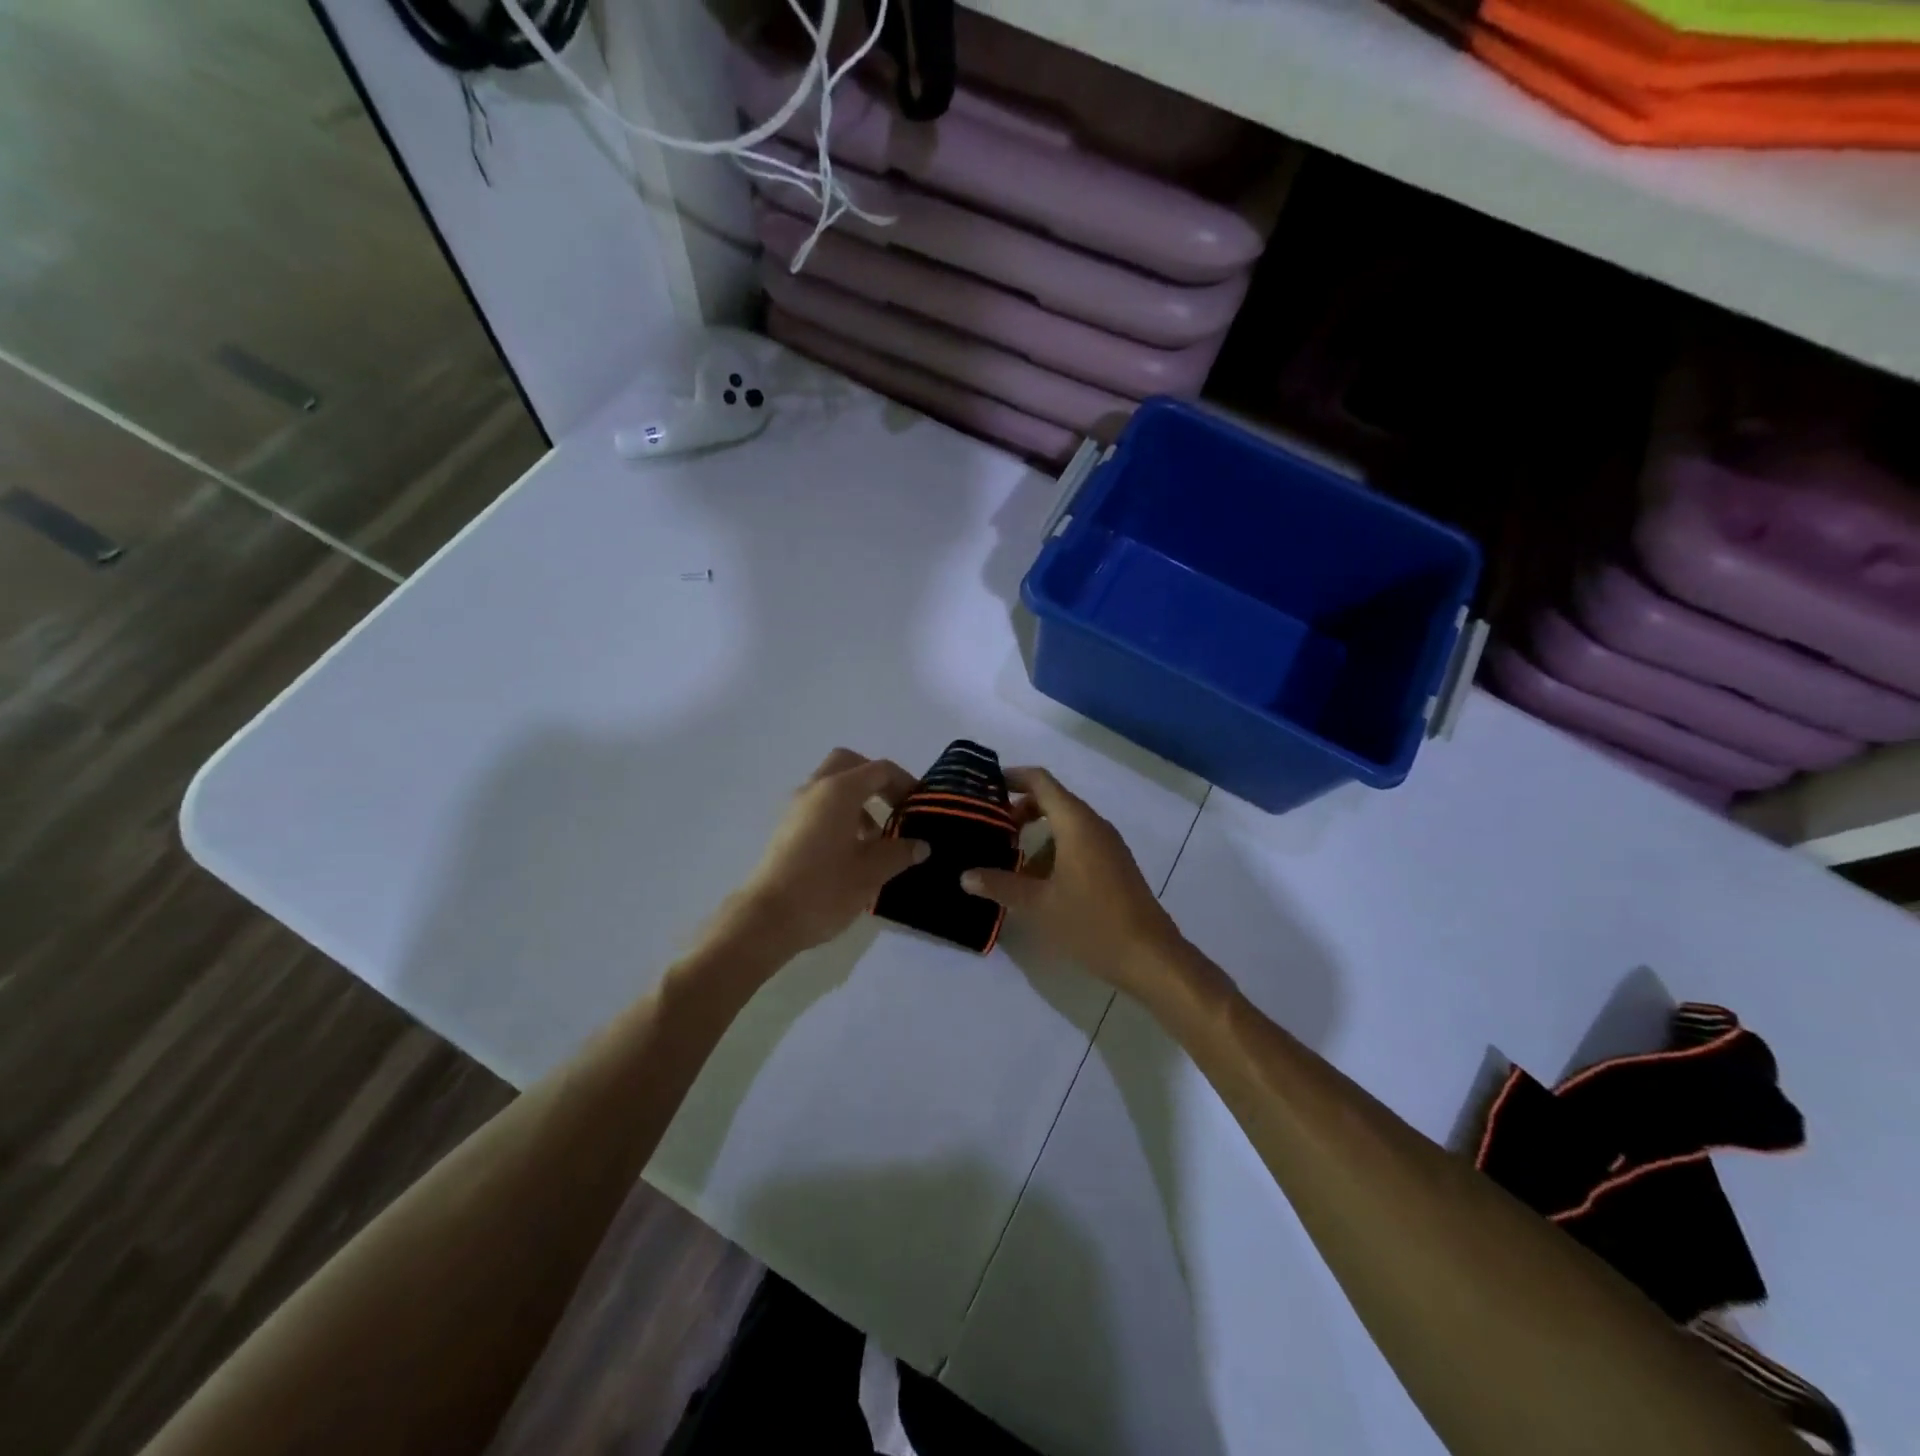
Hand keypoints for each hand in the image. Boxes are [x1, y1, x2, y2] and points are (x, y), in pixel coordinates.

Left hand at [725, 748, 927, 961]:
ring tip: (877, 837)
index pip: (880, 770)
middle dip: (876, 780)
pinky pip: (819, 806)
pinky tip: (852, 850)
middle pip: (849, 764)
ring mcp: (796, 808)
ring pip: (831, 785)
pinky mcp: (786, 828)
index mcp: (839, 791)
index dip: (905, 783)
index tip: (921, 806)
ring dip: (858, 799)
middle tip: (895, 806)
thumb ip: (899, 852)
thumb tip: (921, 845)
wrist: (767, 919)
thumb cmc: (824, 889)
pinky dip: (840, 814)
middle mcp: (815, 789)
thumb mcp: (871, 872)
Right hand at [960, 767, 1182, 1000]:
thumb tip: (965, 876)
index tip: (985, 787)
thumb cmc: (1092, 922)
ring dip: (1036, 834)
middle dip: (1020, 810)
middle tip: (990, 828)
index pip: (1041, 781)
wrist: (1149, 956)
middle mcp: (1093, 825)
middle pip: (1052, 800)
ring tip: (1008, 860)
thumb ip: (1000, 885)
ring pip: (1065, 824)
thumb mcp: (1038, 905)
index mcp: (1076, 823)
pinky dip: (1054, 849)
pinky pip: (1079, 842)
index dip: (1012, 777)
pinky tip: (1038, 882)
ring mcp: (1108, 845)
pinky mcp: (1114, 864)